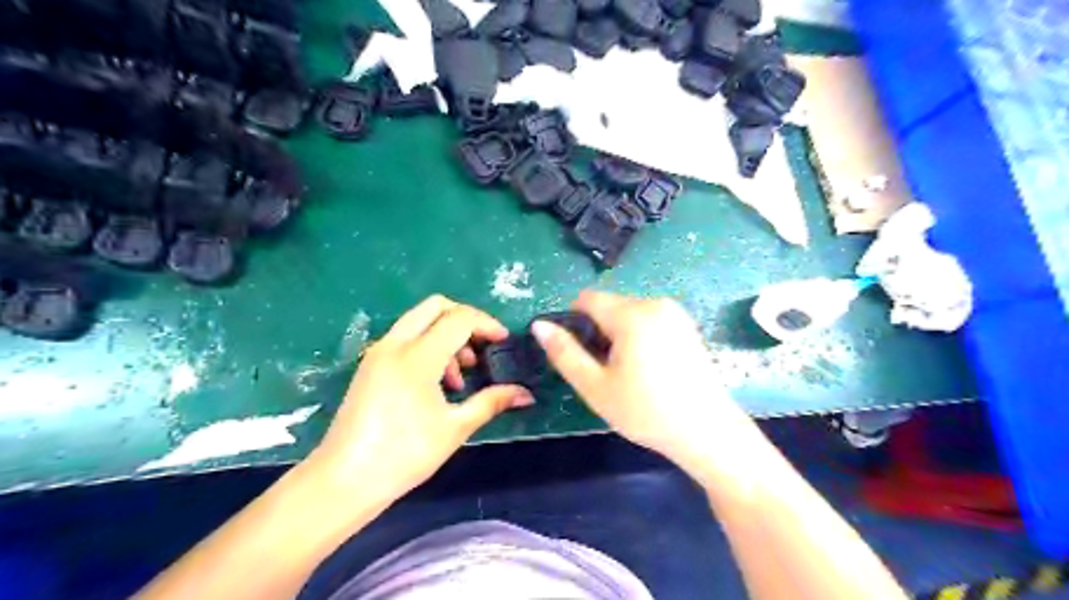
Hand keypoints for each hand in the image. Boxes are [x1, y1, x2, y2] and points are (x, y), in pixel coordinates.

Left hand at [309, 295, 534, 501]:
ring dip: (446, 334)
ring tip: (460, 376)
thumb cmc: (404, 454)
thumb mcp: (455, 428)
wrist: (344, 481)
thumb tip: (526, 394)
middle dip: (465, 319)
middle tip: (482, 347)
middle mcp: (395, 344)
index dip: (486, 324)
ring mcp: (378, 353)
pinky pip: (405, 338)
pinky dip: (427, 345)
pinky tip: (436, 382)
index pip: (459, 319)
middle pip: (435, 306)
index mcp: (417, 356)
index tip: (503, 341)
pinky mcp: (370, 365)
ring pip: (419, 321)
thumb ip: (492, 402)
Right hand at [530, 291, 763, 478]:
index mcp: (632, 314)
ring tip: (629, 373)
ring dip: (618, 336)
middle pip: (609, 306)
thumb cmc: (646, 411)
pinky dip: (639, 337)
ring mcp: (674, 313)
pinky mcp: (686, 325)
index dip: (574, 322)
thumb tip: (539, 325)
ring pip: (628, 314)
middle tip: (606, 371)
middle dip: (598, 331)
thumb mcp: (596, 386)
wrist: (706, 431)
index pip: (587, 299)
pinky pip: (649, 320)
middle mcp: (655, 303)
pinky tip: (649, 369)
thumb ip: (565, 353)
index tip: (580, 353)